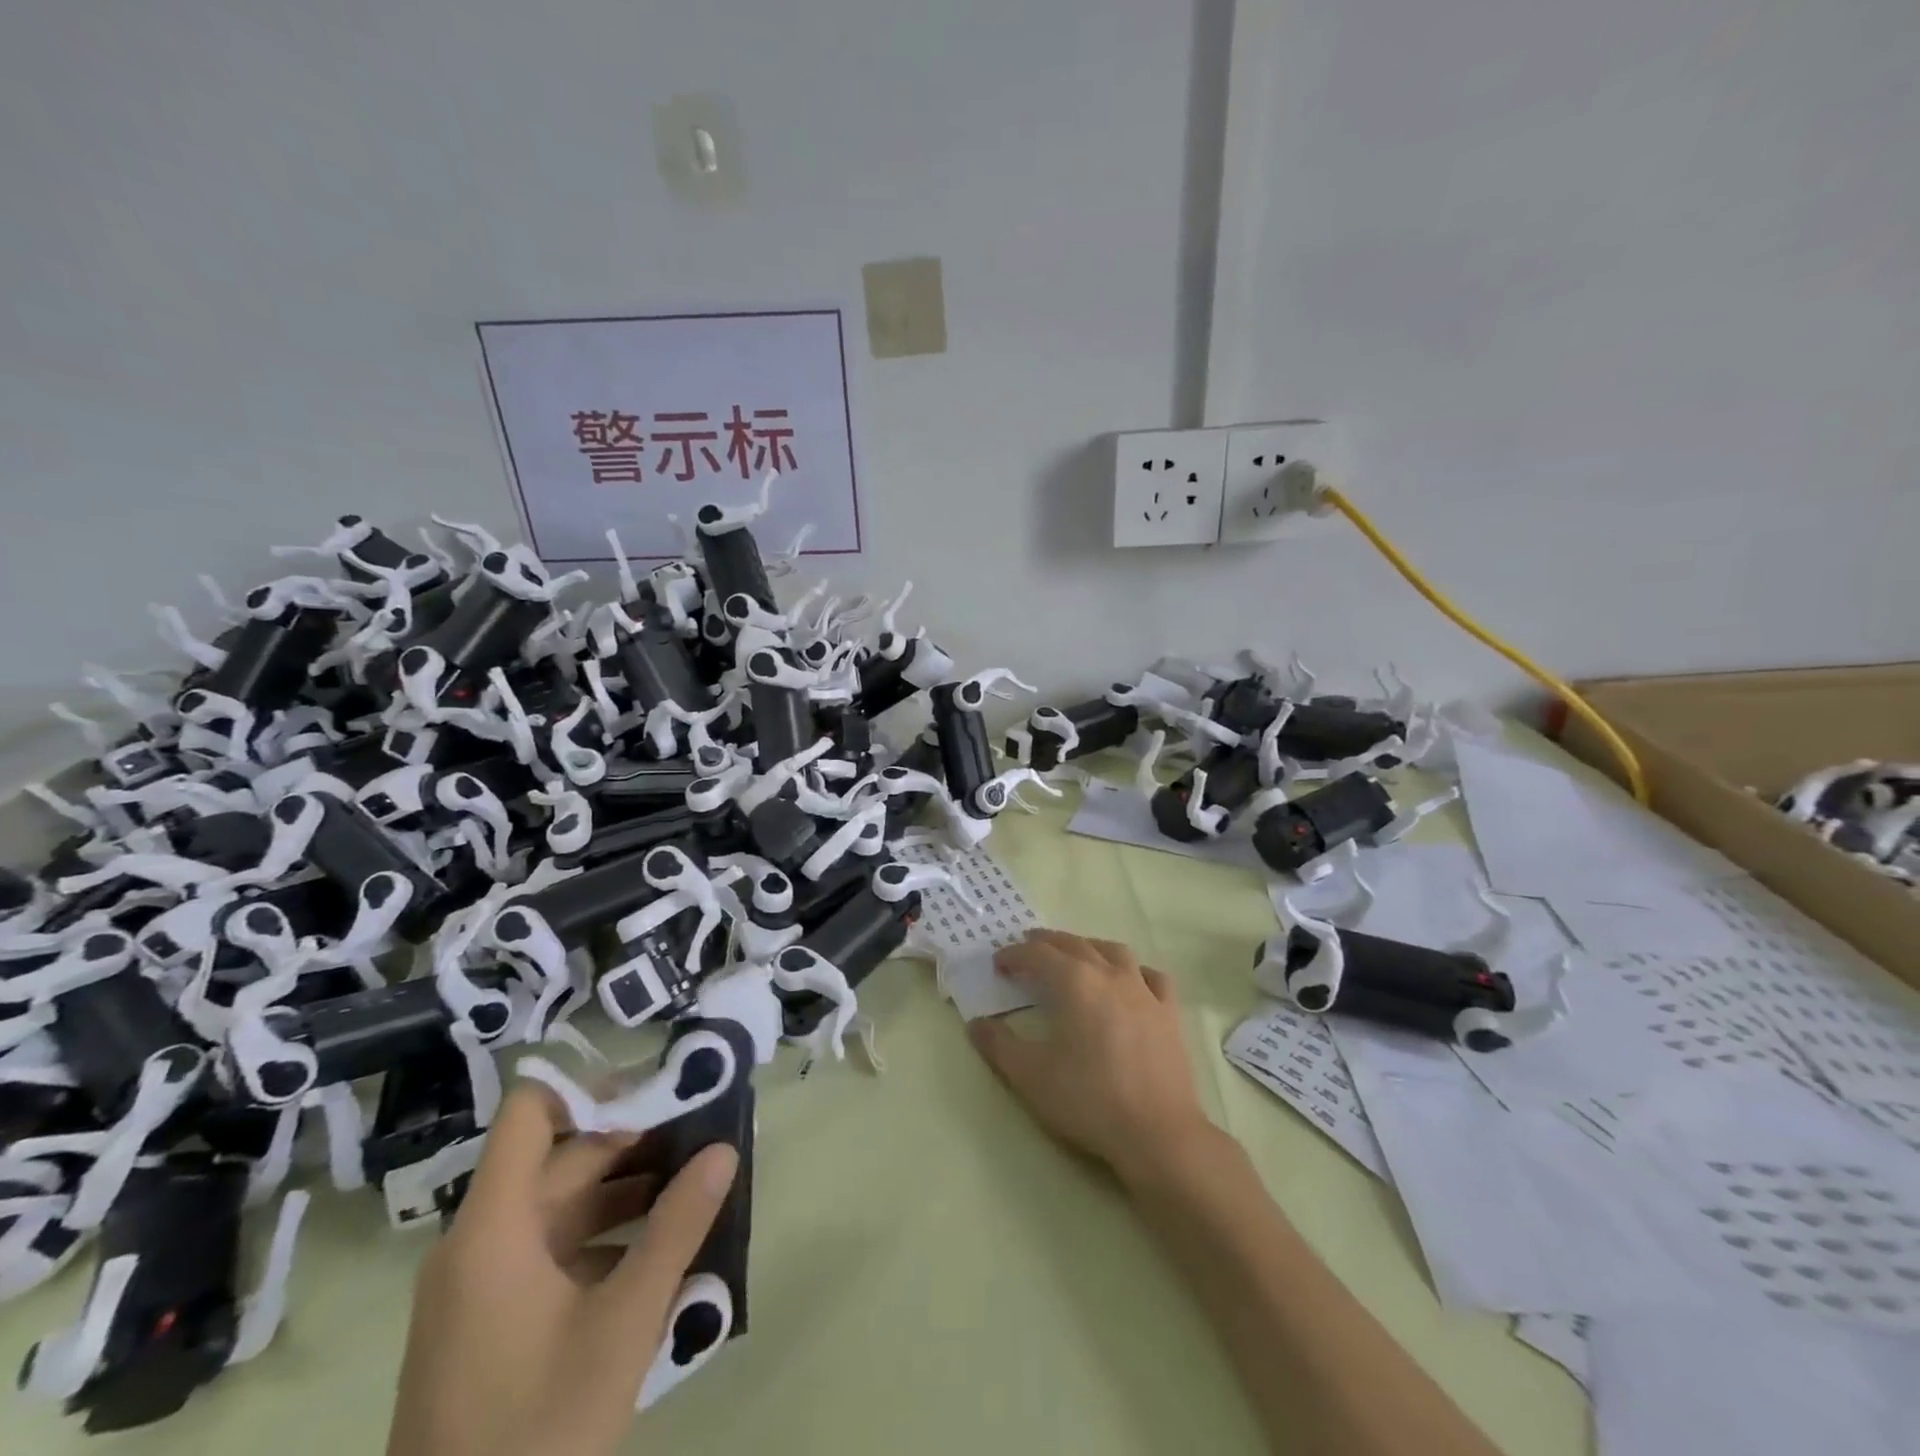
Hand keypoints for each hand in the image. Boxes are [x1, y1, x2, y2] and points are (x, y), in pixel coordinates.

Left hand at [387, 1085, 738, 1455]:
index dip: (591, 1088)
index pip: (530, 1112)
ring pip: (559, 1205)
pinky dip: (604, 1235)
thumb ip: (677, 1227)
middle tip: (702, 1132)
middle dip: (633, 1140)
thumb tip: (724, 1150)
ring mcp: (479, 1285)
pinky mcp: (488, 1321)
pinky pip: (551, 1250)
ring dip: (625, 1188)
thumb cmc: (538, 1430)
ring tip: (695, 1182)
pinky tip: (659, 1251)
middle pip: (558, 1158)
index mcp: (492, 1228)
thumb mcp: (623, 1323)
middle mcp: (477, 1242)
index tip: (658, 1091)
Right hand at [968, 929, 1208, 1184]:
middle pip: (1074, 944)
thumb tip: (976, 1023)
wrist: (1157, 1132)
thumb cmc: (1088, 1099)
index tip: (998, 963)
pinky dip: (1135, 970)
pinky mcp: (1169, 1012)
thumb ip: (999, 1045)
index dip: (1015, 954)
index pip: (1038, 954)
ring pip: (1114, 951)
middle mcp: (1109, 974)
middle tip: (1028, 948)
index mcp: (1074, 982)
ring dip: (1089, 947)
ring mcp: (1144, 991)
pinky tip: (1130, 980)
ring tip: (1076, 954)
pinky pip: (1152, 976)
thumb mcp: (1030, 1076)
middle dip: (1047, 943)